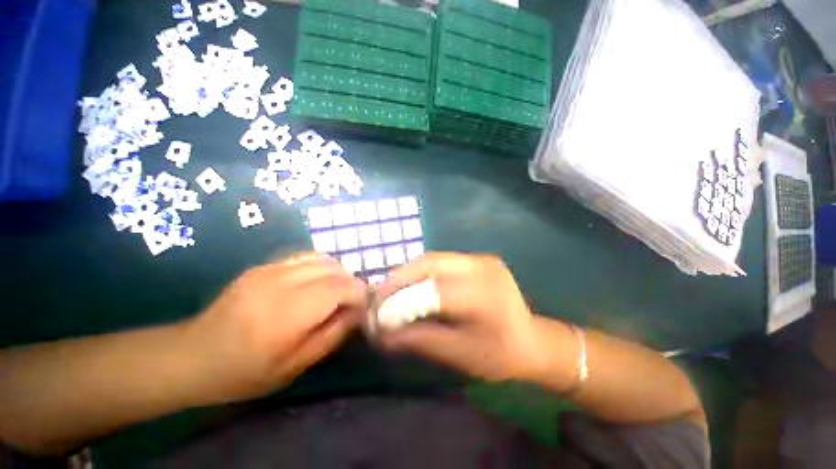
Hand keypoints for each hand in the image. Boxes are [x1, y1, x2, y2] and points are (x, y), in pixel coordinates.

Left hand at [184, 253, 367, 403]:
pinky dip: (321, 266)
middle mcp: (282, 282)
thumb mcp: (296, 365)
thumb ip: (333, 334)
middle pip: (334, 269)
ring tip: (337, 291)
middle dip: (351, 282)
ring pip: (322, 258)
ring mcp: (270, 269)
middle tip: (352, 301)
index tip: (363, 307)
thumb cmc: (246, 371)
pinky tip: (317, 282)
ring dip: (338, 272)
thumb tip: (358, 313)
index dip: (359, 293)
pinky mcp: (264, 265)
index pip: (340, 287)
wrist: (193, 355)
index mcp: (289, 312)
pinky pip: (305, 257)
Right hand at [376, 253, 545, 382]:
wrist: (533, 341)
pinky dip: (423, 271)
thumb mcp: (458, 354)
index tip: (376, 308)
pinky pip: (443, 261)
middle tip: (380, 293)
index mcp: (484, 296)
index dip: (400, 296)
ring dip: (410, 272)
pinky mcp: (479, 259)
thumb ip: (419, 339)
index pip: (432, 289)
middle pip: (430, 263)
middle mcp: (483, 268)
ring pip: (434, 258)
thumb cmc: (499, 355)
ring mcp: (482, 259)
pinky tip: (414, 284)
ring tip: (393, 288)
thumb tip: (381, 333)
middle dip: (400, 276)